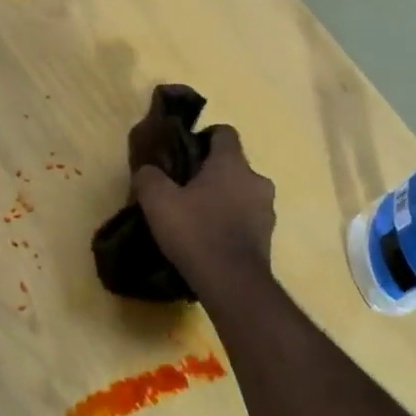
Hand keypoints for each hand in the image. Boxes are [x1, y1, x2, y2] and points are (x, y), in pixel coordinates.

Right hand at [133, 125, 275, 297]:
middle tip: (184, 191)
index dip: (203, 139)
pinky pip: (247, 219)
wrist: (232, 282)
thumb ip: (149, 178)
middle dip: (211, 174)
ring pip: (241, 193)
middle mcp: (256, 179)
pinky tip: (210, 239)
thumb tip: (147, 170)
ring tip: (197, 219)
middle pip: (232, 166)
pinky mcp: (268, 236)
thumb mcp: (158, 202)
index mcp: (232, 163)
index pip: (224, 133)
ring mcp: (267, 209)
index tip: (184, 154)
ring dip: (223, 200)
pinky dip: (231, 223)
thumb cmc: (196, 232)